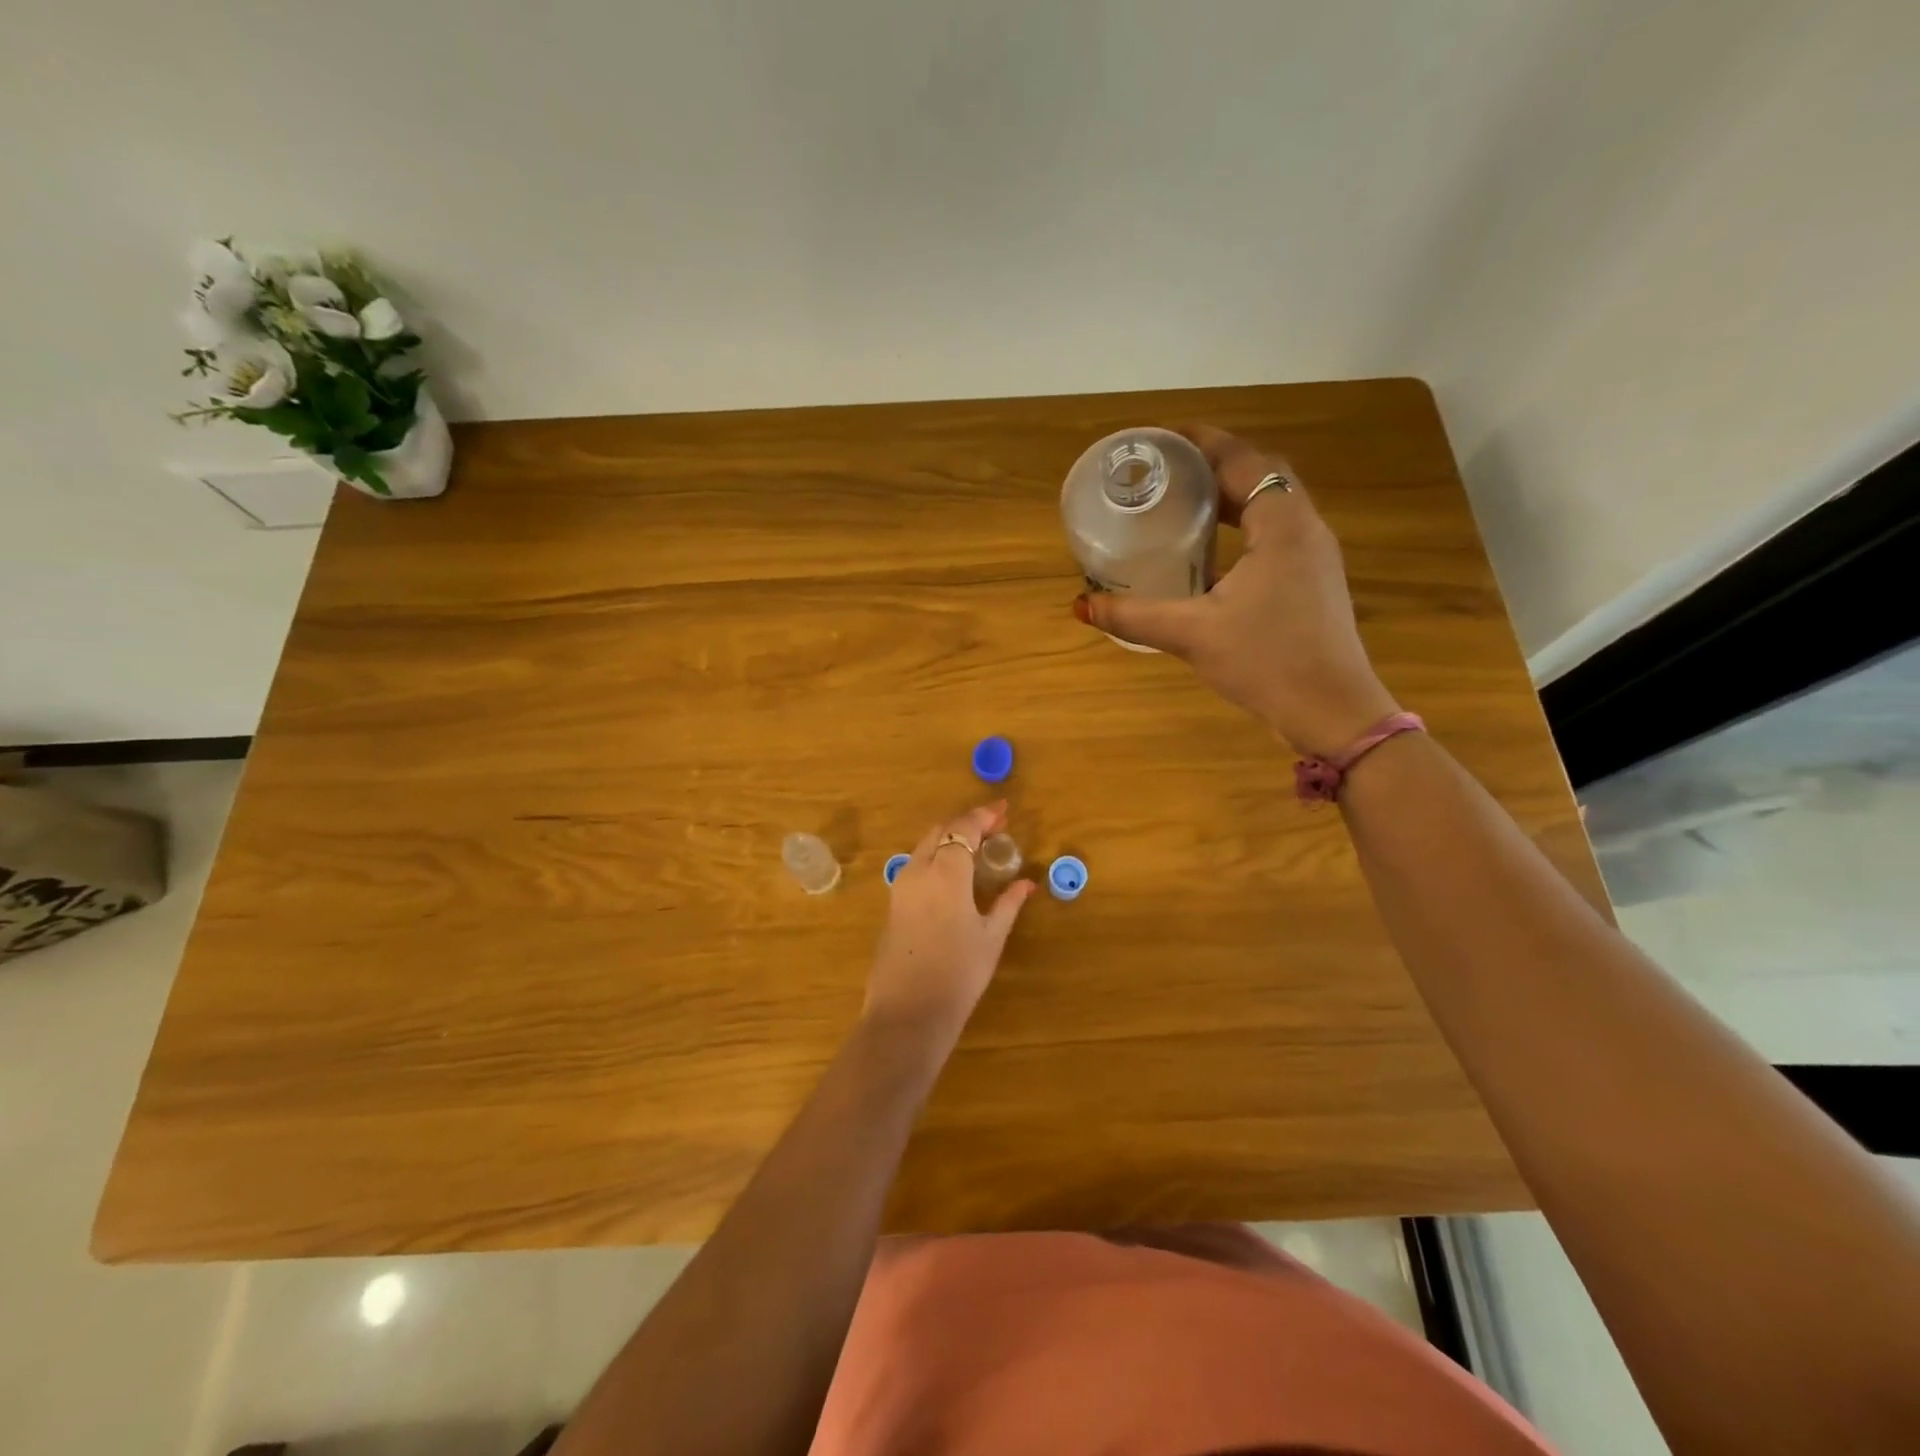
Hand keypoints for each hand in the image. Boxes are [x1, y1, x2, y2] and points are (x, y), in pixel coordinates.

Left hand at [864, 801, 1034, 1054]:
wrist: (908, 1012)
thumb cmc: (958, 974)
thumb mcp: (991, 937)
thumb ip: (1008, 904)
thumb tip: (1026, 883)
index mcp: (945, 873)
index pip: (963, 829)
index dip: (983, 816)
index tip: (1003, 810)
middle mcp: (918, 870)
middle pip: (940, 831)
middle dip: (966, 824)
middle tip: (994, 827)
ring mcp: (900, 887)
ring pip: (925, 846)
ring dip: (950, 839)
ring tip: (977, 848)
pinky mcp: (893, 904)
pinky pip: (916, 865)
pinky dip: (937, 857)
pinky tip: (954, 873)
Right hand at [1072, 424, 1398, 757]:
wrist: (1332, 711)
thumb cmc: (1266, 661)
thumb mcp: (1193, 634)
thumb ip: (1135, 616)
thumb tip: (1081, 606)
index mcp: (1281, 524)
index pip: (1241, 461)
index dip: (1201, 442)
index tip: (1162, 437)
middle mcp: (1305, 528)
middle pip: (1261, 475)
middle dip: (1214, 465)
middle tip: (1167, 470)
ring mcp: (1314, 556)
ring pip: (1271, 506)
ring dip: (1231, 496)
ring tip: (1183, 502)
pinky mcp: (1313, 582)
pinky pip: (1276, 534)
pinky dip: (1243, 528)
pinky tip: (1212, 553)